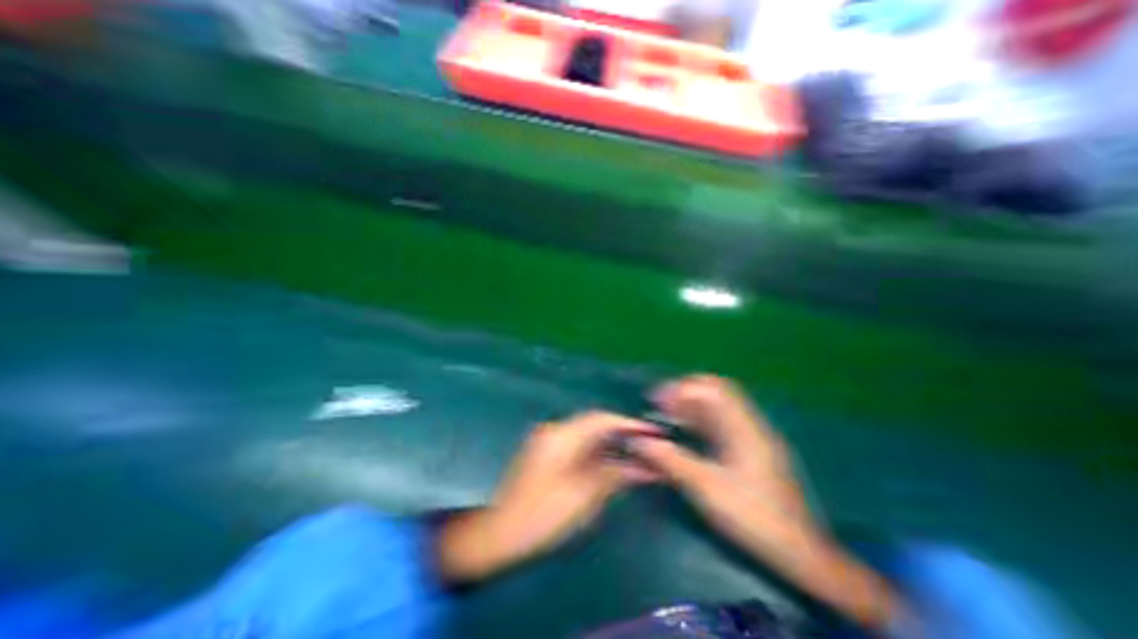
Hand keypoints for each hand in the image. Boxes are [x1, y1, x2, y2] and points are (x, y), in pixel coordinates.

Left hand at [441, 414, 662, 583]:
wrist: (496, 531)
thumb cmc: (540, 515)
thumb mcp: (583, 497)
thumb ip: (613, 475)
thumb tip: (643, 465)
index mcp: (562, 435)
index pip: (602, 419)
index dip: (629, 423)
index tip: (653, 431)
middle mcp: (555, 429)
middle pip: (595, 424)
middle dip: (622, 434)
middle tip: (648, 445)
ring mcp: (548, 439)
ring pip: (587, 434)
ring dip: (610, 444)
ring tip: (635, 456)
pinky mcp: (546, 451)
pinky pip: (578, 445)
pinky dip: (596, 452)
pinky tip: (611, 463)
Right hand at [648, 378, 809, 520]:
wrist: (799, 553)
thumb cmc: (752, 515)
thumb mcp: (706, 488)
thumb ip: (671, 460)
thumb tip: (639, 441)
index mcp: (743, 428)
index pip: (712, 389)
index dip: (682, 389)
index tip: (657, 400)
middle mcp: (749, 425)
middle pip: (716, 393)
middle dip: (685, 395)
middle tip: (661, 406)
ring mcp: (752, 438)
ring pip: (718, 409)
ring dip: (691, 409)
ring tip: (668, 418)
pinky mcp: (751, 451)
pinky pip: (721, 425)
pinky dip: (701, 423)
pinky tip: (686, 435)